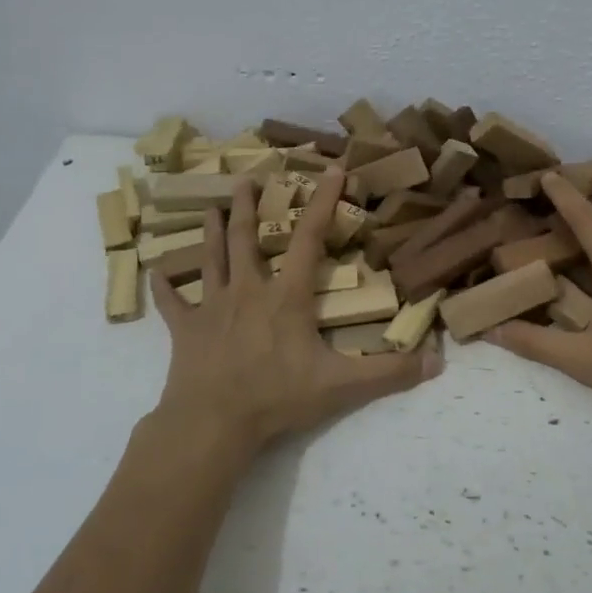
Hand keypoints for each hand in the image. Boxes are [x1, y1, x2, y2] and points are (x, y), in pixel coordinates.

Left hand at [146, 169, 440, 460]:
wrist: (214, 422)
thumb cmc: (277, 397)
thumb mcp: (342, 387)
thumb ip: (389, 372)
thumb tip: (437, 363)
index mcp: (286, 296)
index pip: (309, 239)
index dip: (322, 202)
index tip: (330, 170)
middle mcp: (248, 290)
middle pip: (247, 238)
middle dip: (251, 205)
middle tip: (248, 177)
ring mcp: (213, 307)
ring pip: (212, 258)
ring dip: (212, 230)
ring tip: (212, 206)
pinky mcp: (186, 329)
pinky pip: (173, 302)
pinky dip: (165, 285)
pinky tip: (155, 269)